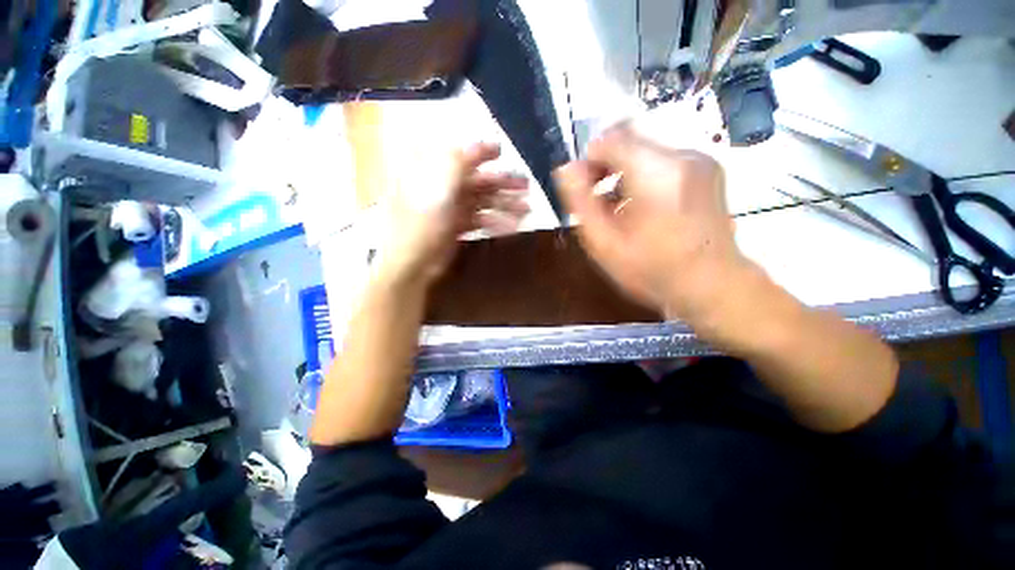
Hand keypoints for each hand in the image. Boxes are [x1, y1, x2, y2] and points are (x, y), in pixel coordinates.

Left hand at [378, 142, 529, 285]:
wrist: (413, 263)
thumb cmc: (422, 224)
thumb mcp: (438, 189)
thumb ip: (458, 163)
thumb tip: (477, 143)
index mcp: (432, 173)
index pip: (460, 155)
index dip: (480, 152)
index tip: (501, 151)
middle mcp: (443, 188)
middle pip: (477, 180)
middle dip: (502, 182)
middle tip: (526, 186)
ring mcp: (451, 209)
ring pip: (482, 201)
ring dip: (504, 204)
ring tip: (527, 208)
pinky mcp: (457, 227)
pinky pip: (481, 220)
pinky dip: (496, 222)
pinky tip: (513, 226)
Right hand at [556, 125, 748, 322]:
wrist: (712, 284)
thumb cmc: (652, 270)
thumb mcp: (604, 243)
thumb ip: (581, 202)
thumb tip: (566, 169)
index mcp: (654, 173)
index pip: (610, 140)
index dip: (589, 161)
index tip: (585, 189)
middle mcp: (681, 156)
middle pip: (629, 141)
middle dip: (607, 167)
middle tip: (600, 202)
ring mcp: (700, 160)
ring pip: (645, 151)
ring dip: (625, 173)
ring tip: (621, 209)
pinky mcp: (708, 169)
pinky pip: (663, 161)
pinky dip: (645, 177)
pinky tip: (644, 208)